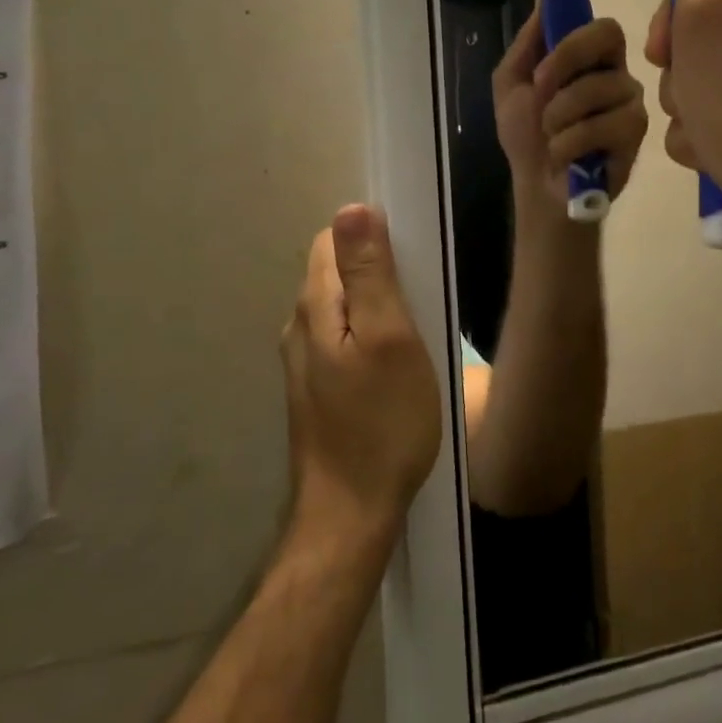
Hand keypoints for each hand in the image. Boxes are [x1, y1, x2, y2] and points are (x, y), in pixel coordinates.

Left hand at [280, 205, 441, 542]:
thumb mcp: (389, 338)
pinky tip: (397, 364)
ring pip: (342, 307)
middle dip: (378, 271)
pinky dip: (370, 335)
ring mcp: (305, 362)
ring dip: (377, 306)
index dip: (372, 238)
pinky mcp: (318, 389)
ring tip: (416, 332)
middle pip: (337, 272)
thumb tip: (352, 208)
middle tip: (422, 300)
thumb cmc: (382, 423)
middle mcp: (300, 327)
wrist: (351, 514)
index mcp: (315, 306)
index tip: (412, 261)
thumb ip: (370, 273)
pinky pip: (344, 339)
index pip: (333, 240)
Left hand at [493, 0, 648, 211]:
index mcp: (576, 51)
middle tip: (541, 90)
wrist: (543, 191)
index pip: (582, 1)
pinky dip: (572, 141)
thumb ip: (530, 44)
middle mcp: (608, 63)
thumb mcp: (511, 86)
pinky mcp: (639, 128)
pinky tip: (569, 157)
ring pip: (598, 84)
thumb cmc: (526, 140)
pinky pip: (606, 120)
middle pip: (603, 31)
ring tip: (553, 138)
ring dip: (559, 117)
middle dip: (564, 62)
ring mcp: (627, 94)